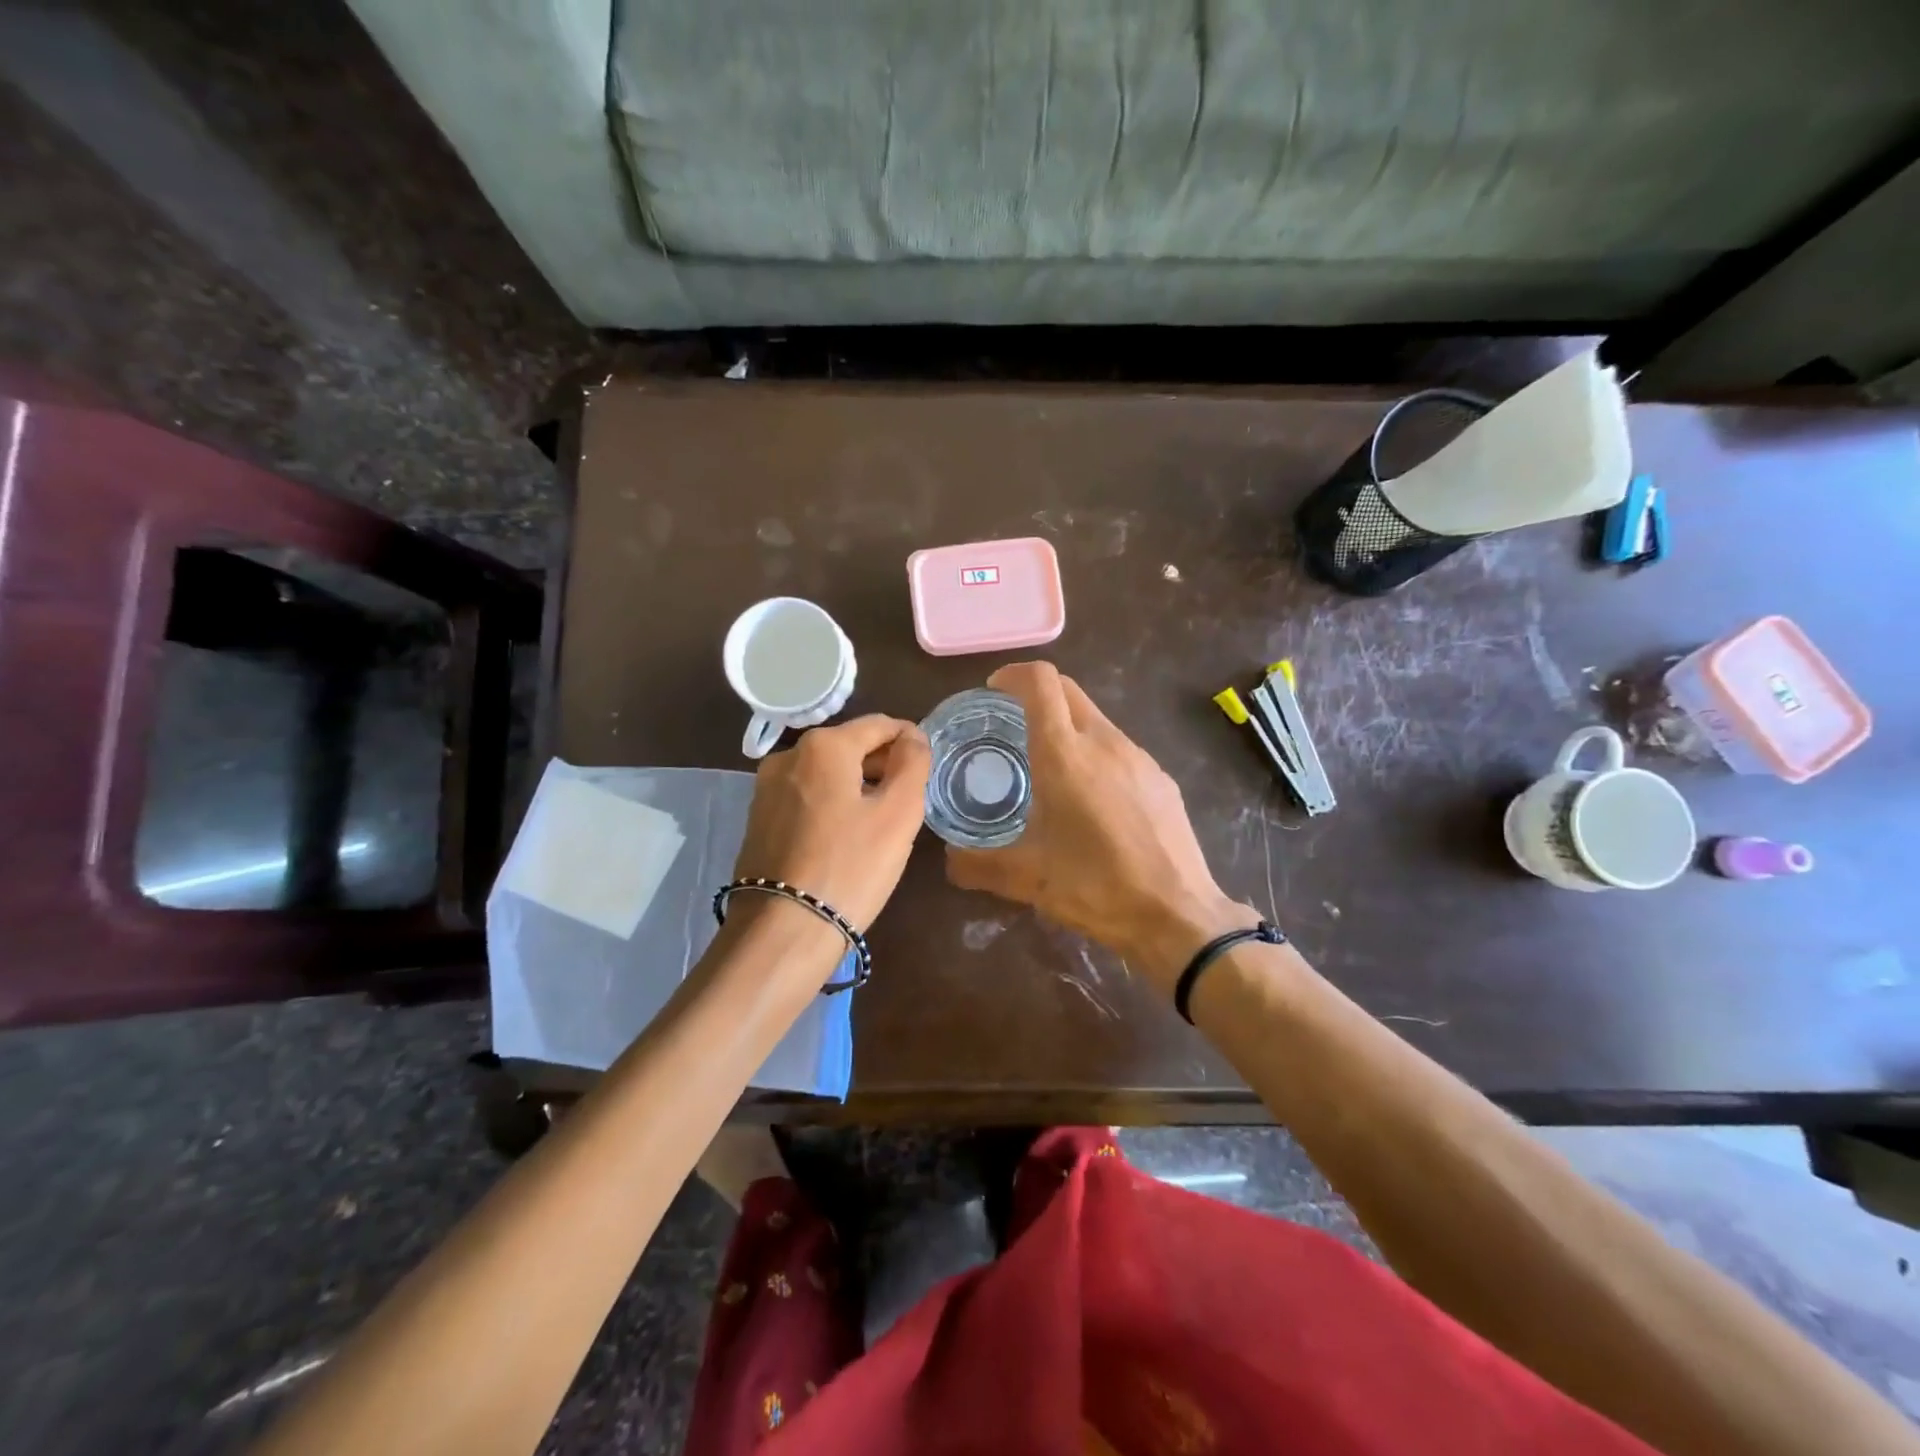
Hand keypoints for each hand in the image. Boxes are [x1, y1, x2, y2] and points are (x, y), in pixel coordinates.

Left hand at [732, 714, 930, 933]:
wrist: (784, 930)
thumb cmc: (851, 867)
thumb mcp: (898, 813)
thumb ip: (912, 764)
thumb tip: (912, 737)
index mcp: (824, 746)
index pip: (879, 725)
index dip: (909, 739)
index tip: (927, 765)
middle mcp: (788, 756)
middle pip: (849, 746)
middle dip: (882, 764)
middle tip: (909, 798)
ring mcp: (766, 789)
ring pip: (826, 773)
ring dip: (857, 785)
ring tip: (881, 820)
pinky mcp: (758, 819)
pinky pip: (806, 797)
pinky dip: (831, 804)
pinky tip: (846, 836)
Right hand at [945, 662, 1256, 992]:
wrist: (1178, 915)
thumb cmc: (1097, 888)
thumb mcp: (1027, 880)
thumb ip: (977, 865)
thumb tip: (948, 860)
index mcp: (1065, 755)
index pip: (1040, 682)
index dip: (1014, 675)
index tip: (995, 690)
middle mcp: (1104, 742)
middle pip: (1068, 690)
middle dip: (1037, 693)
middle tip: (1012, 723)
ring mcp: (1139, 757)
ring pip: (1095, 718)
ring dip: (1067, 725)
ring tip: (1049, 766)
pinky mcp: (1161, 778)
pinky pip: (1119, 747)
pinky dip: (1095, 752)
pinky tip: (1092, 797)